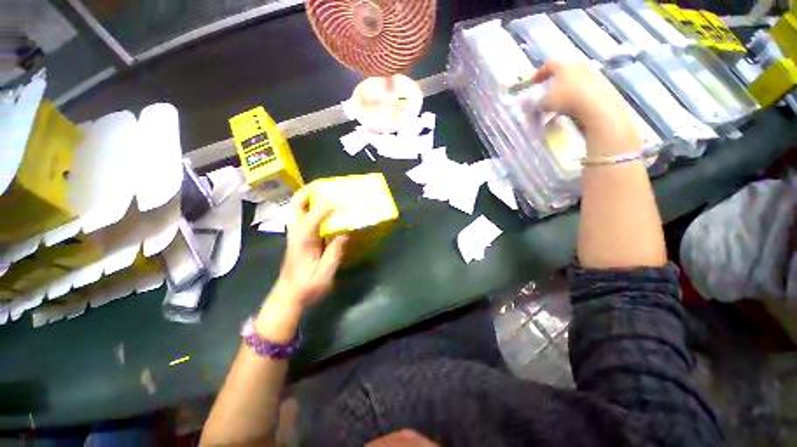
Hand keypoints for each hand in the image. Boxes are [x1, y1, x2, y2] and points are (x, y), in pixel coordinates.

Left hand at [255, 190, 346, 341]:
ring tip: (321, 193)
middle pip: (295, 209)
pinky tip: (321, 211)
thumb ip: (334, 254)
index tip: (341, 203)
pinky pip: (302, 220)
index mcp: (302, 243)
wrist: (287, 299)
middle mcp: (296, 236)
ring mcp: (295, 238)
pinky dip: (309, 210)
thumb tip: (344, 234)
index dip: (326, 209)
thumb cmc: (306, 290)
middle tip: (319, 186)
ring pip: (296, 213)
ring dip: (306, 201)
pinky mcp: (298, 241)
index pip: (312, 219)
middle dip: (305, 195)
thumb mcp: (324, 276)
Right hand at [532, 60, 639, 155]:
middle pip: (563, 70)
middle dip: (553, 81)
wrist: (597, 105)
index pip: (548, 64)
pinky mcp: (600, 84)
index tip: (533, 83)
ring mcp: (591, 74)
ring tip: (558, 104)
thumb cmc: (566, 99)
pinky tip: (570, 108)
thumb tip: (525, 105)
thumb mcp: (544, 103)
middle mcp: (578, 65)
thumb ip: (533, 104)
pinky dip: (574, 96)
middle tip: (547, 91)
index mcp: (563, 65)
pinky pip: (582, 88)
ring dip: (564, 90)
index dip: (538, 73)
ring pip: (573, 80)